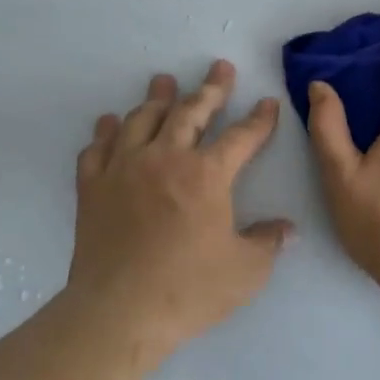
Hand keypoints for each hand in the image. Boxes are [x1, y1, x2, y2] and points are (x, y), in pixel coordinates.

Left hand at [69, 60, 293, 355]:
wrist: (119, 312)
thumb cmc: (188, 290)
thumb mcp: (246, 271)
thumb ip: (268, 243)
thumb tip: (287, 229)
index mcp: (207, 175)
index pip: (241, 137)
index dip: (259, 119)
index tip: (267, 103)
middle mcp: (165, 158)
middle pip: (190, 112)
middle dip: (210, 88)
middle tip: (220, 68)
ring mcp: (124, 168)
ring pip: (142, 119)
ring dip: (157, 98)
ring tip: (164, 81)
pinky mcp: (93, 186)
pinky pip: (98, 147)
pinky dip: (106, 131)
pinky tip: (110, 124)